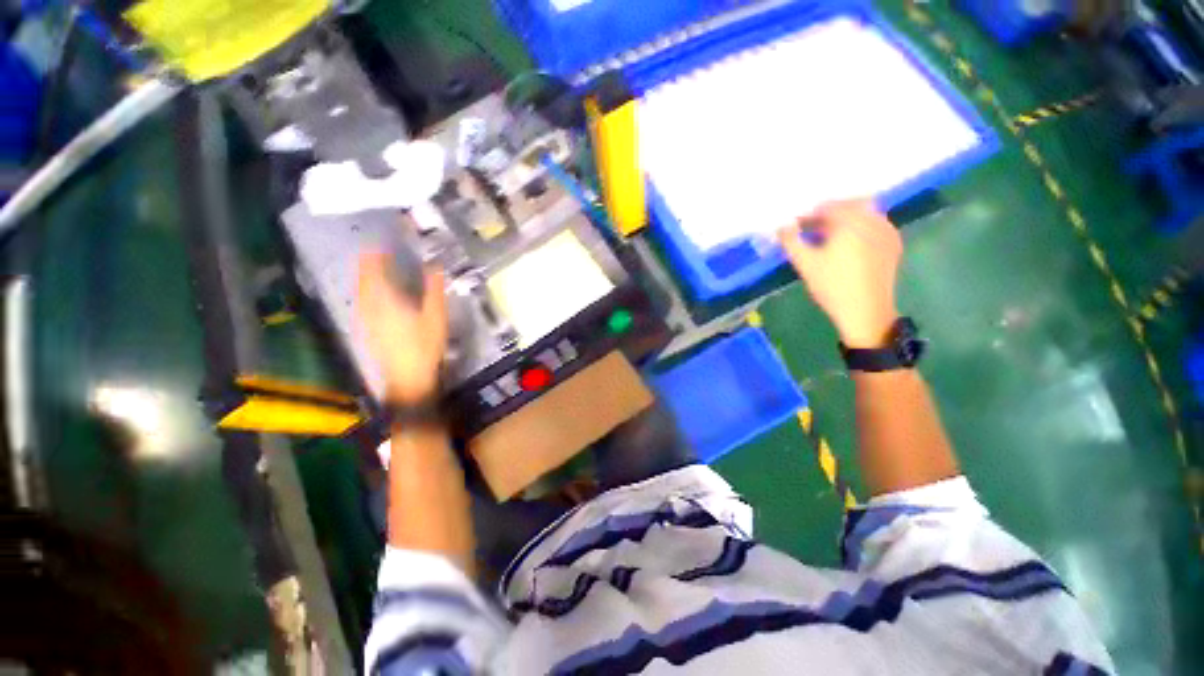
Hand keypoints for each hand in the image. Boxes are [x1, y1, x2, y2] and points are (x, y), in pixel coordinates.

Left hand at [357, 253, 447, 403]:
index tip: (384, 243)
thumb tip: (435, 265)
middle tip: (382, 252)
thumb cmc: (424, 345)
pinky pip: (362, 299)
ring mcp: (365, 316)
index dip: (375, 252)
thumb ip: (434, 289)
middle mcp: (369, 304)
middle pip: (362, 276)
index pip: (372, 267)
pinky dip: (368, 288)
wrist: (407, 377)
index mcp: (385, 298)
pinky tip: (378, 292)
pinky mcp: (367, 326)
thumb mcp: (436, 316)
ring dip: (367, 274)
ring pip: (360, 287)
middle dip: (369, 261)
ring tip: (379, 267)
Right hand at [777, 200, 901, 347]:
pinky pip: (875, 225)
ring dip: (845, 220)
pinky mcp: (893, 244)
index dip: (809, 214)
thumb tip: (781, 226)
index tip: (796, 226)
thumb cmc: (832, 285)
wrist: (865, 311)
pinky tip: (847, 246)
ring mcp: (887, 231)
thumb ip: (790, 240)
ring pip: (864, 214)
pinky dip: (859, 229)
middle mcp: (873, 219)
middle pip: (849, 205)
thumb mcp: (805, 263)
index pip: (828, 207)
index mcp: (851, 221)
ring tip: (828, 238)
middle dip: (829, 213)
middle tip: (812, 229)